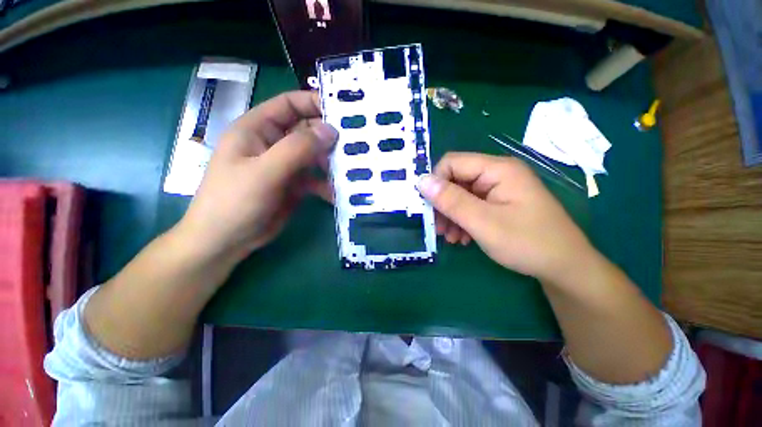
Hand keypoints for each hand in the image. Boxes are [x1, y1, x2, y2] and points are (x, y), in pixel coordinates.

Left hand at [178, 91, 337, 261]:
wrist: (226, 241)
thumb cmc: (235, 201)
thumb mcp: (265, 172)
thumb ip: (297, 149)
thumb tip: (331, 130)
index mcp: (258, 129)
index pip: (289, 105)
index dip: (314, 103)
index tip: (343, 113)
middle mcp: (274, 144)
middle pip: (307, 131)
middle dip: (329, 137)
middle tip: (355, 145)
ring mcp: (286, 165)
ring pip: (315, 156)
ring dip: (332, 162)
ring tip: (350, 171)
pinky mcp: (295, 185)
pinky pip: (316, 178)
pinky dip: (327, 184)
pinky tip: (337, 193)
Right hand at [417, 152, 594, 282]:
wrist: (565, 268)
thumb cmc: (527, 243)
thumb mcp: (483, 222)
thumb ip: (450, 200)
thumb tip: (421, 181)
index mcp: (497, 169)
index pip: (452, 162)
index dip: (436, 182)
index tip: (428, 208)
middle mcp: (497, 174)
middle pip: (456, 180)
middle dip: (443, 204)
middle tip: (438, 228)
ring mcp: (498, 190)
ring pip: (461, 195)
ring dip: (451, 215)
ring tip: (450, 237)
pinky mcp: (499, 203)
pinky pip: (472, 206)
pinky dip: (462, 220)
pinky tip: (462, 238)